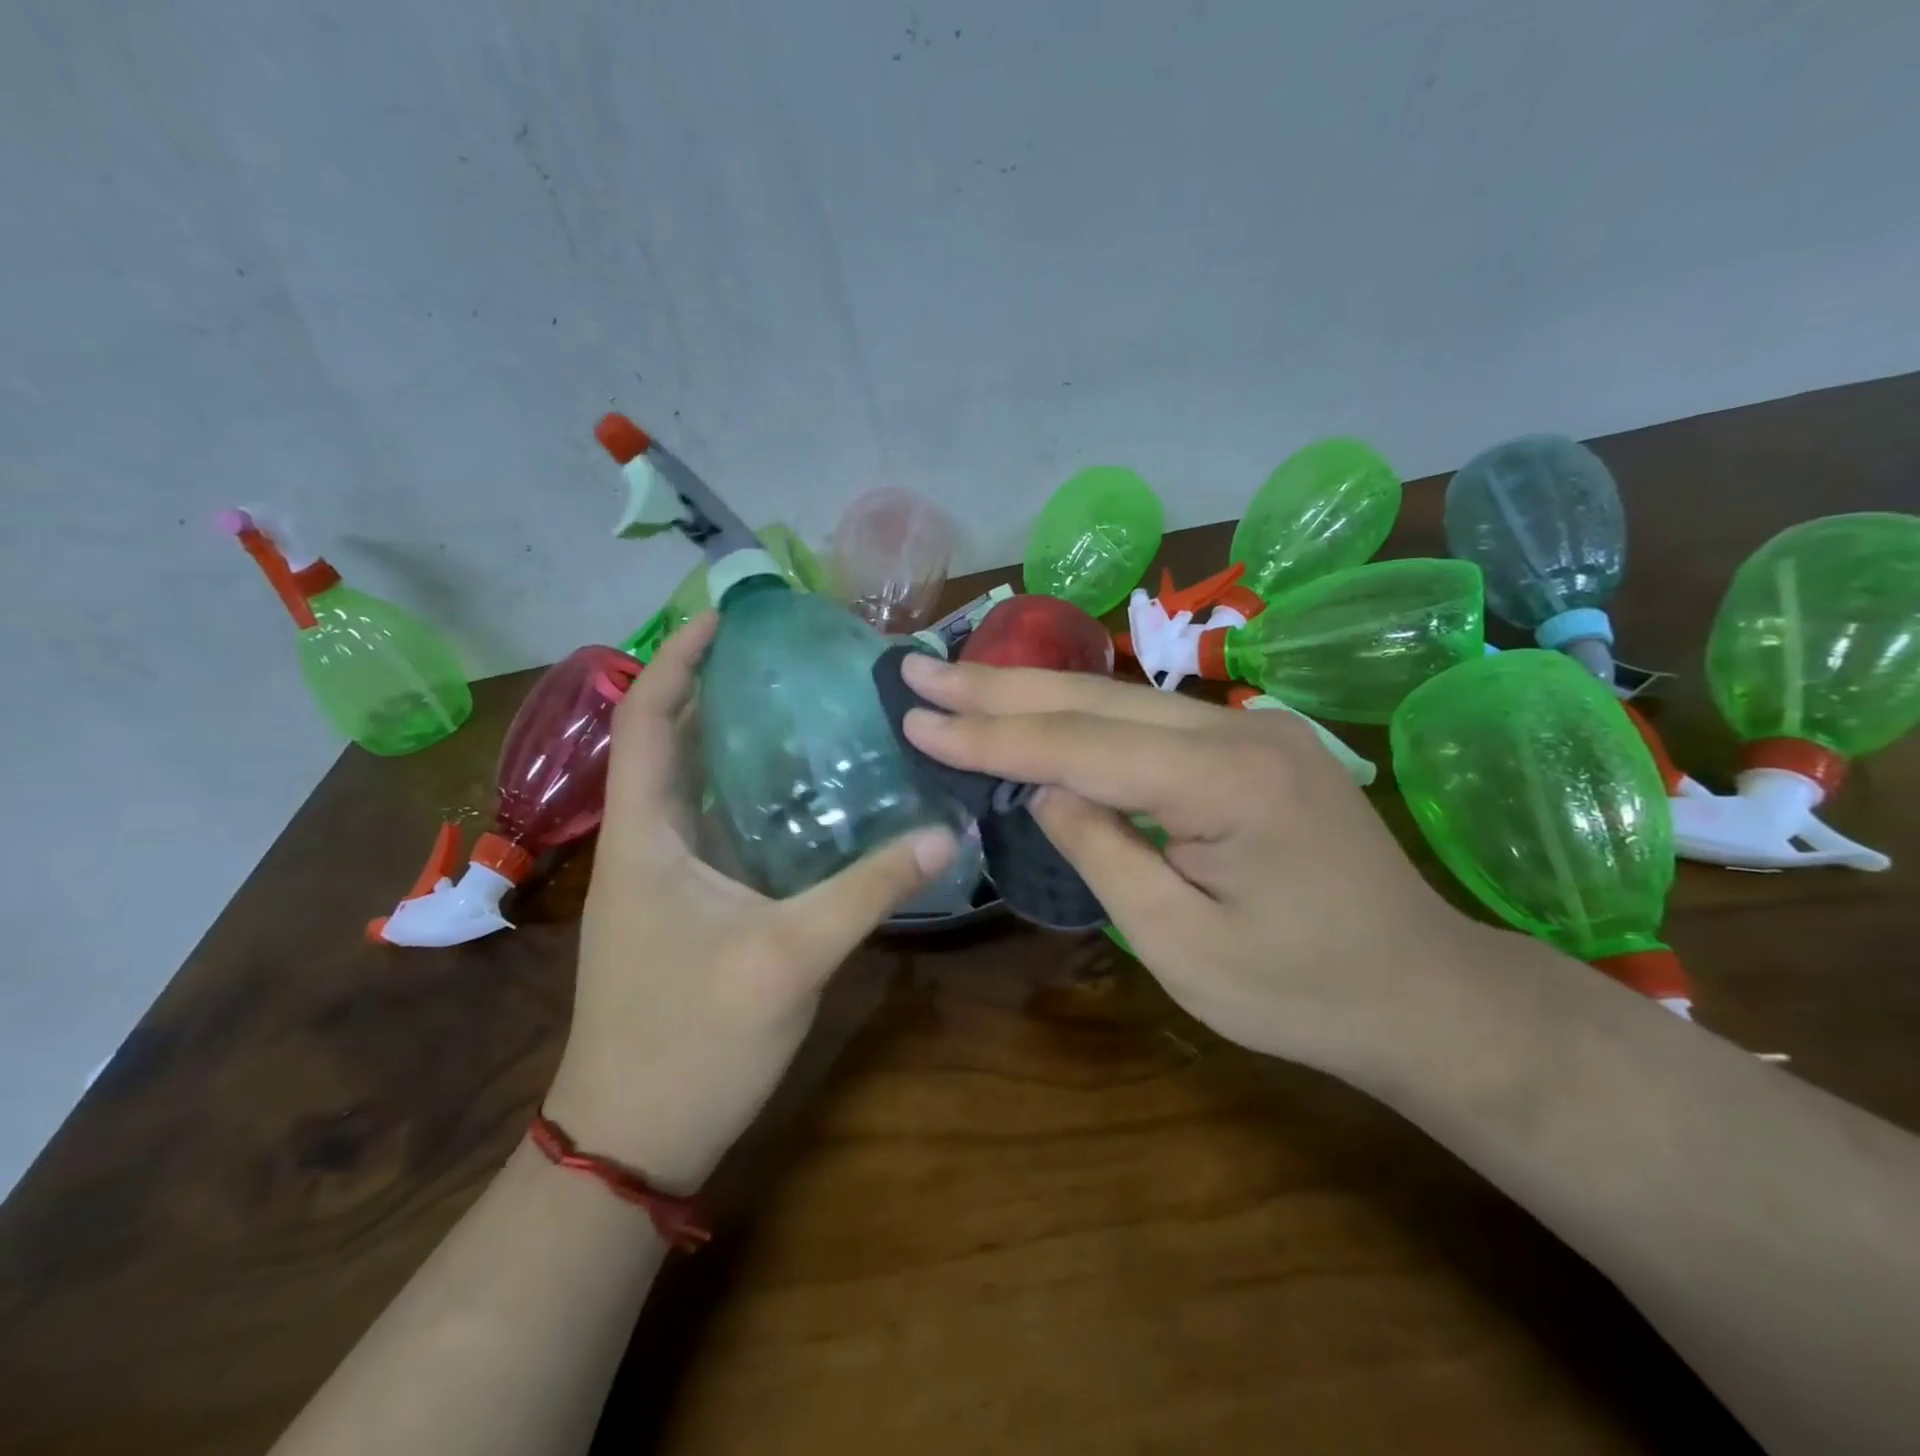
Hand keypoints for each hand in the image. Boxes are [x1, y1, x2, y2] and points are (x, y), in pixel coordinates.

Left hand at [545, 613, 957, 1190]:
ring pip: (694, 786)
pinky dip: (750, 795)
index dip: (677, 659)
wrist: (632, 1138)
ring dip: (733, 740)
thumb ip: (867, 891)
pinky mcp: (687, 908)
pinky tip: (805, 795)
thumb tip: (945, 834)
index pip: (647, 720)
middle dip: (715, 687)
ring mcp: (664, 879)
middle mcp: (645, 844)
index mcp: (643, 836)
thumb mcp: (788, 958)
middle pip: (670, 742)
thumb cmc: (690, 1041)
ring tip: (802, 705)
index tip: (726, 616)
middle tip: (786, 656)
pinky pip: (715, 828)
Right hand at [899, 654, 1483, 1071]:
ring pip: (1119, 699)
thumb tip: (1047, 788)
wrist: (1421, 989)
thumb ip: (1104, 852)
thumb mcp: (1180, 944)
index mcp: (1226, 783)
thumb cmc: (1299, 990)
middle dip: (996, 687)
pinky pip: (1148, 719)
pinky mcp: (1251, 741)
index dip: (991, 736)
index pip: (1080, 746)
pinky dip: (1080, 713)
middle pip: (1094, 699)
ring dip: (1032, 692)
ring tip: (957, 681)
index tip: (917, 717)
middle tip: (918, 668)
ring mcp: (1251, 727)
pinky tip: (1037, 706)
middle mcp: (1239, 729)